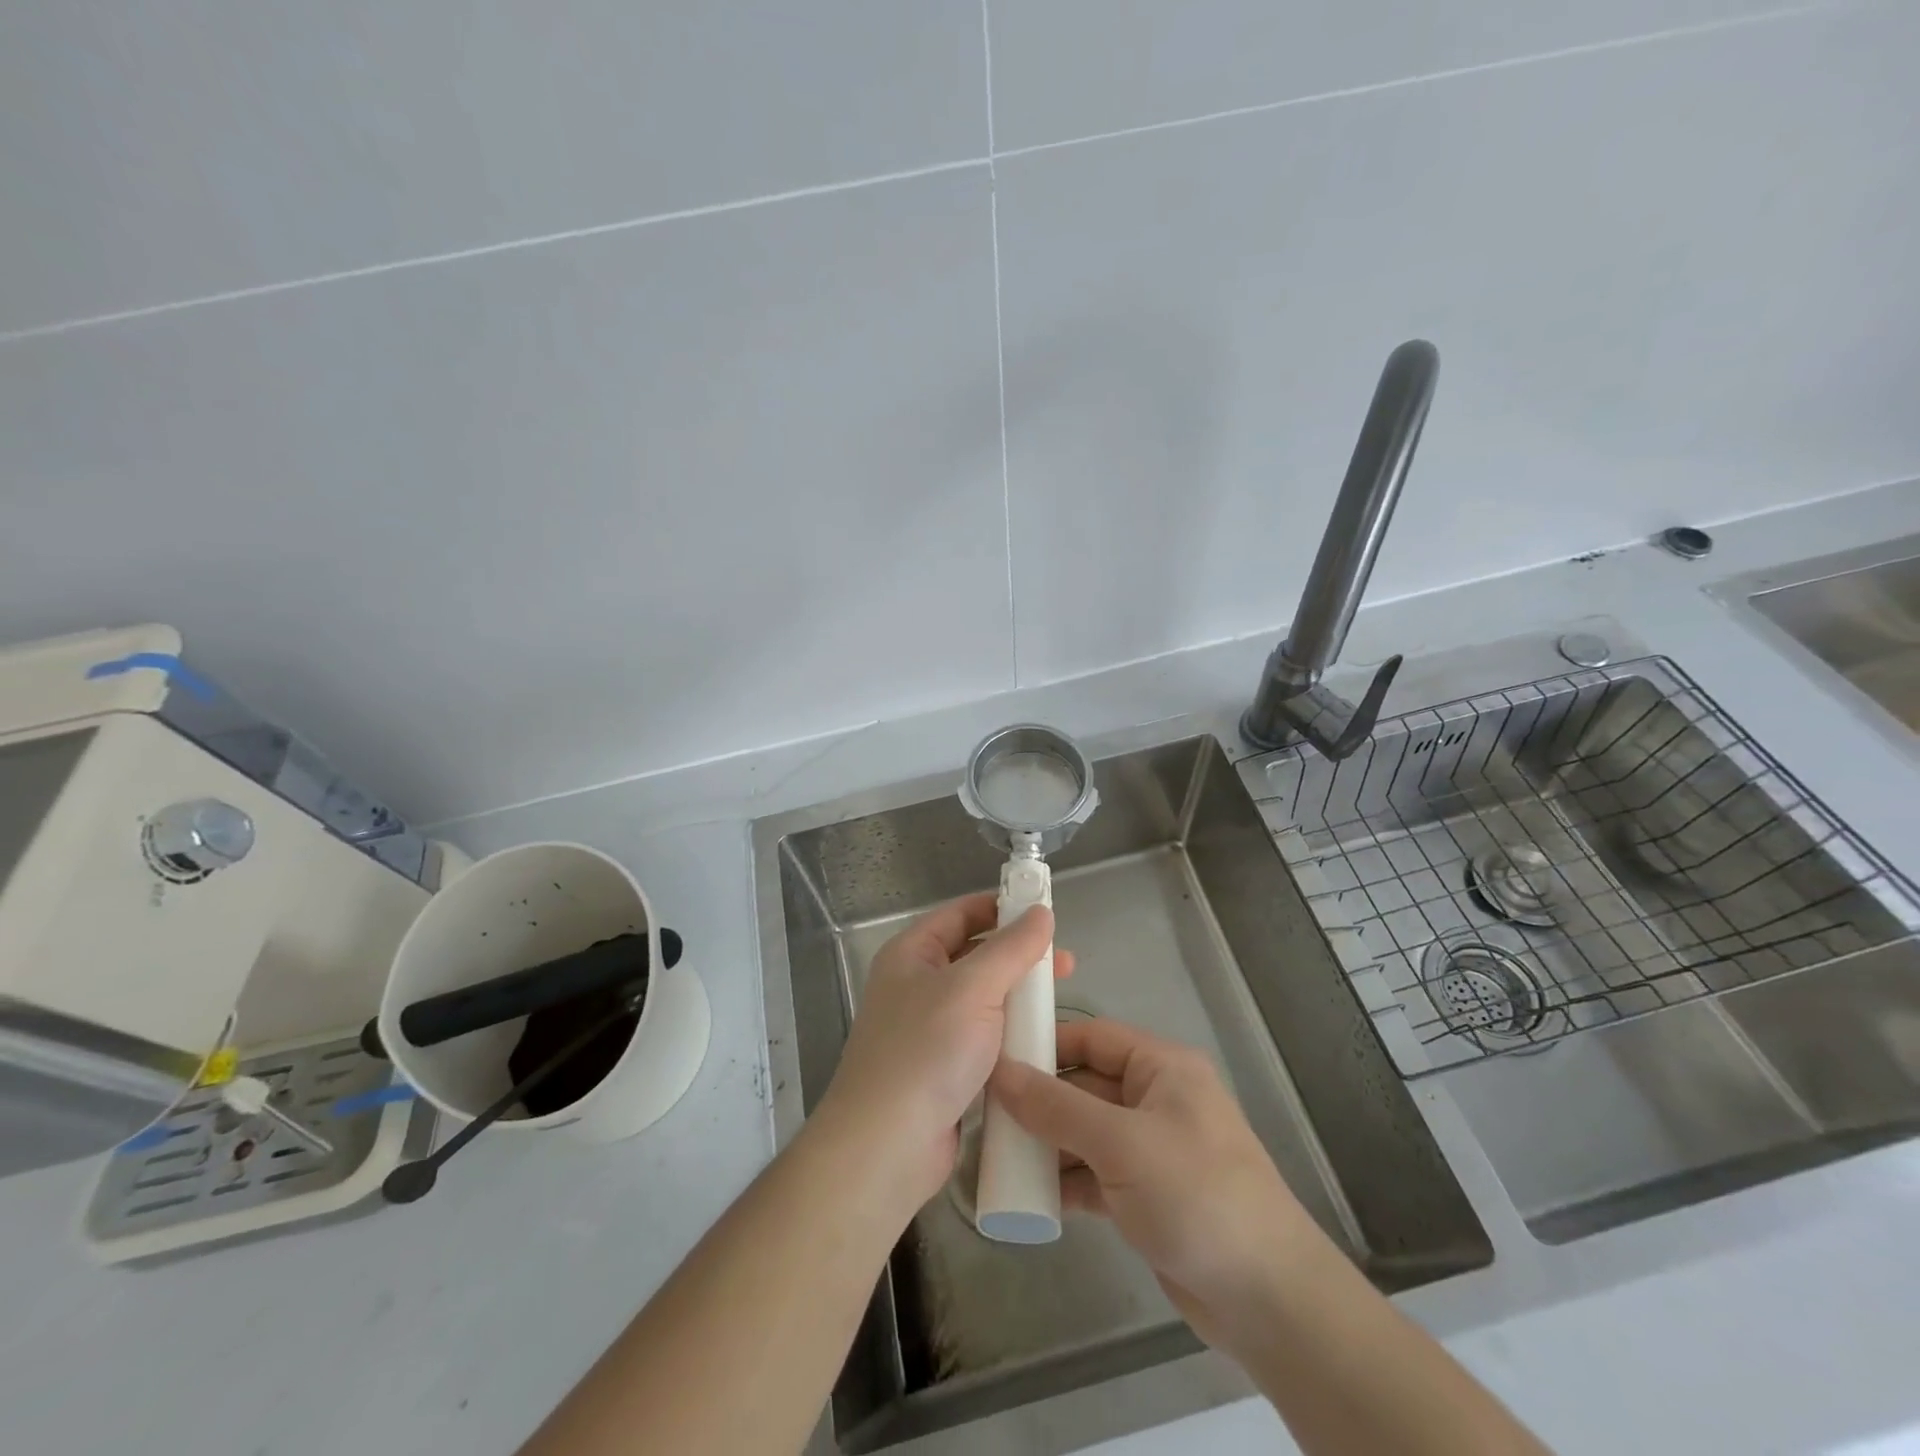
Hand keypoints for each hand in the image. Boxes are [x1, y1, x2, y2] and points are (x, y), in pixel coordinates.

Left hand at [813, 894, 1070, 1218]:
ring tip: (1061, 1004)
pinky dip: (1011, 1036)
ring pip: (984, 1001)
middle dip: (1020, 957)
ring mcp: (929, 1031)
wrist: (887, 1148)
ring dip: (1019, 999)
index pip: (960, 914)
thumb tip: (1041, 912)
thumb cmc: (926, 1052)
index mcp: (912, 954)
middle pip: (975, 956)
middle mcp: (917, 986)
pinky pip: (984, 1040)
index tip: (1044, 913)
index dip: (1000, 908)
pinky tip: (1042, 1043)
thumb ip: (1011, 948)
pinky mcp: (944, 1071)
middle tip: (1066, 965)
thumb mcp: (973, 988)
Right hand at [989, 1017, 1318, 1346]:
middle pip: (1085, 1085)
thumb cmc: (1196, 1195)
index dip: (1046, 1044)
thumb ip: (1057, 1107)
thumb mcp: (1121, 1144)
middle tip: (985, 1115)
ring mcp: (1151, 1149)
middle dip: (1039, 1100)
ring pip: (1086, 1132)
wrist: (1269, 1299)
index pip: (1092, 1037)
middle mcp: (1155, 1099)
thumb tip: (1000, 1072)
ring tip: (996, 1156)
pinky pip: (1095, 1173)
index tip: (995, 1058)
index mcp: (1161, 1068)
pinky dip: (1065, 1181)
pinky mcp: (1146, 1195)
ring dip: (1047, 1144)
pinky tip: (1028, 1196)